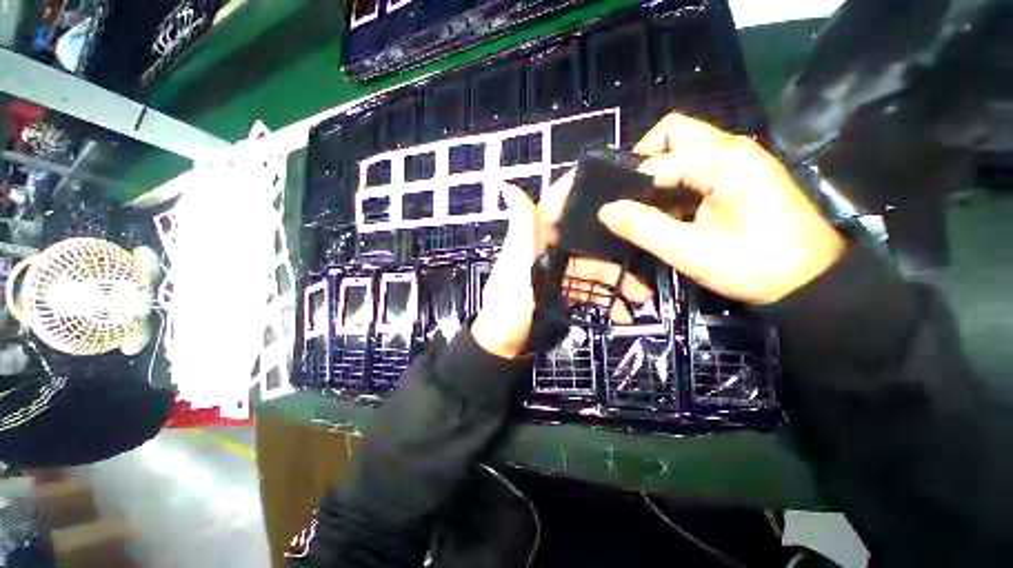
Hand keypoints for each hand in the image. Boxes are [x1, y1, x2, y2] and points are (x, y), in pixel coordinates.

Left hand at [471, 180, 652, 358]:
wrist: (506, 344)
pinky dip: (606, 300)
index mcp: (536, 236)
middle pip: (587, 240)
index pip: (560, 204)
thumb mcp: (516, 264)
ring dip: (617, 281)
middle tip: (645, 260)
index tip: (618, 182)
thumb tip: (506, 185)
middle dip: (615, 251)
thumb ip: (520, 228)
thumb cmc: (509, 301)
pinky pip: (590, 289)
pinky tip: (622, 313)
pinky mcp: (565, 290)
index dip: (583, 191)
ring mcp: (559, 270)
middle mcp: (550, 248)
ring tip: (641, 297)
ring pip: (594, 267)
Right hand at [597, 113, 845, 304]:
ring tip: (646, 207)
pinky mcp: (740, 174)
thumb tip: (606, 210)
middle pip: (673, 133)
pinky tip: (670, 211)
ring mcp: (738, 159)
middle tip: (631, 196)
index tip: (617, 212)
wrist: (810, 280)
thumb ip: (644, 228)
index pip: (658, 161)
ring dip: (659, 173)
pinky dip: (675, 183)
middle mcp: (731, 148)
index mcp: (723, 161)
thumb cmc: (754, 266)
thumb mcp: (691, 252)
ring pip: (684, 148)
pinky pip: (696, 165)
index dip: (632, 186)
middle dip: (645, 160)